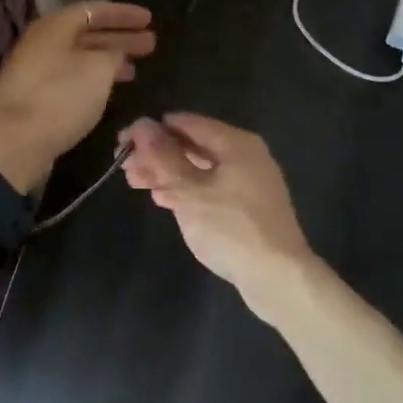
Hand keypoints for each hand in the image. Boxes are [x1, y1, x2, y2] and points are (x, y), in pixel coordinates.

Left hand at [0, 1, 156, 192]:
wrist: (14, 144)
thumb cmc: (59, 97)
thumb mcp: (97, 70)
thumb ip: (113, 54)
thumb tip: (115, 53)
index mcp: (54, 27)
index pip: (93, 10)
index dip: (123, 14)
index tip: (149, 19)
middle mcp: (42, 43)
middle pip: (87, 33)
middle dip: (120, 37)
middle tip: (150, 43)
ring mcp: (36, 70)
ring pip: (80, 57)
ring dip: (109, 60)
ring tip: (136, 68)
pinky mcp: (35, 96)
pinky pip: (71, 77)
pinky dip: (94, 79)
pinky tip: (109, 90)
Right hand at [121, 114, 317, 316]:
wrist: (278, 278)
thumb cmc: (231, 228)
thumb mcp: (189, 191)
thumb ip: (163, 156)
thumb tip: (141, 124)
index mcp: (235, 143)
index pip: (185, 123)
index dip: (151, 130)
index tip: (123, 143)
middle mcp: (244, 155)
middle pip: (192, 145)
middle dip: (157, 153)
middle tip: (125, 166)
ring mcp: (248, 182)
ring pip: (199, 168)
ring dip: (167, 173)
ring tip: (136, 182)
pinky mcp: (247, 207)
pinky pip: (210, 187)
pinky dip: (186, 189)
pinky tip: (163, 199)